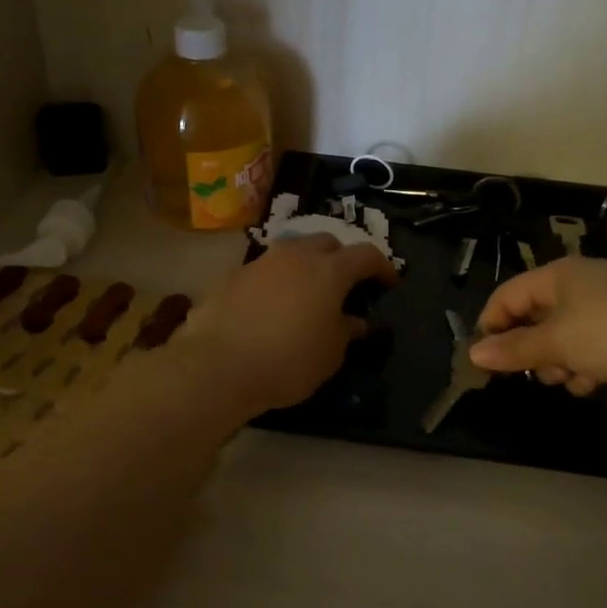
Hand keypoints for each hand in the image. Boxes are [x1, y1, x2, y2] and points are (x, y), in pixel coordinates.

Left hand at [183, 234, 396, 413]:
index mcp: (329, 270)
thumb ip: (346, 331)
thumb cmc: (287, 361)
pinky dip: (276, 281)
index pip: (366, 255)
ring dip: (306, 265)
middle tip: (345, 284)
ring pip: (292, 251)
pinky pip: (265, 270)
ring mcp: (261, 261)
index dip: (382, 266)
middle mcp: (296, 255)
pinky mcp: (232, 275)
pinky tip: (272, 306)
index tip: (388, 282)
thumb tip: (355, 321)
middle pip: (327, 243)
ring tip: (307, 292)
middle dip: (341, 259)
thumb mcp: (330, 355)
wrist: (218, 365)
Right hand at [469, 257, 606, 396]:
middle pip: (536, 316)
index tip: (486, 360)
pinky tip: (593, 383)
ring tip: (568, 380)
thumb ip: (514, 349)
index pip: (507, 295)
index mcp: (557, 276)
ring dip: (559, 362)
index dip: (492, 326)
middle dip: (531, 349)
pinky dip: (587, 364)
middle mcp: (580, 284)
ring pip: (565, 335)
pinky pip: (594, 345)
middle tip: (534, 374)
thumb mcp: (557, 343)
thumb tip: (474, 353)